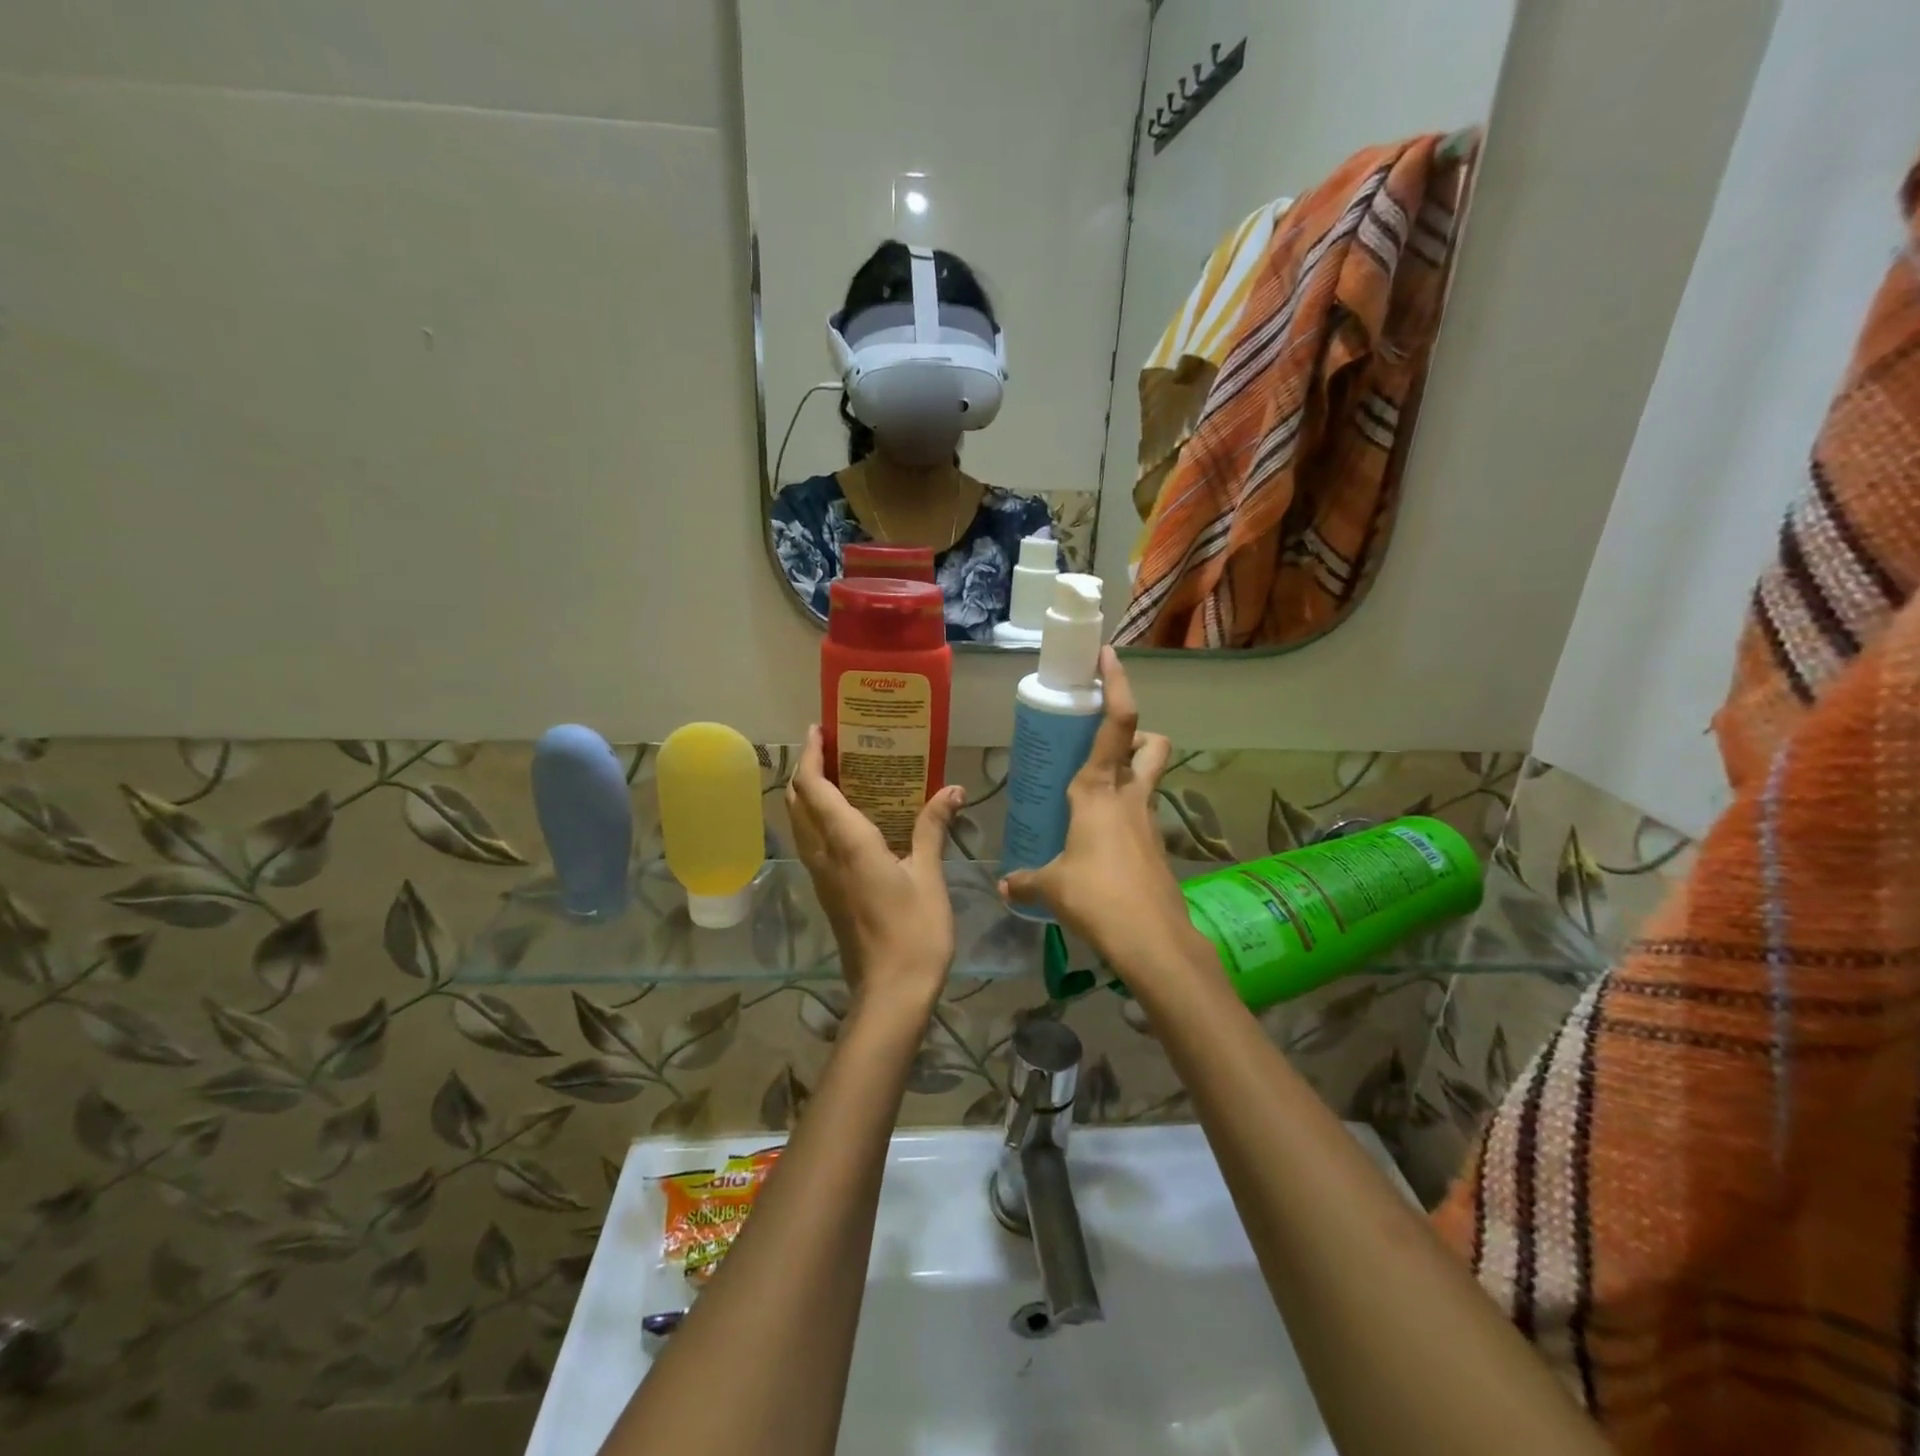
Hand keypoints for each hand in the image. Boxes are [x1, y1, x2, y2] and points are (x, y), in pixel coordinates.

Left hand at [786, 725, 963, 1010]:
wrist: (890, 992)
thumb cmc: (913, 932)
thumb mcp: (928, 876)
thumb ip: (932, 828)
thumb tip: (951, 790)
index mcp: (847, 843)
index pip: (813, 788)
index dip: (810, 755)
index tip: (820, 729)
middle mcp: (824, 855)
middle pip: (797, 802)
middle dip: (806, 769)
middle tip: (834, 747)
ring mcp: (821, 876)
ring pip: (800, 824)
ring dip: (809, 794)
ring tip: (840, 774)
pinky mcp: (827, 892)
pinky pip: (812, 843)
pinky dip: (819, 818)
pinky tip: (851, 818)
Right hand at [998, 649, 1215, 991]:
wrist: (1152, 940)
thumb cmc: (1096, 897)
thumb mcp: (1052, 886)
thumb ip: (1026, 880)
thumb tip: (1005, 884)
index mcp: (1099, 790)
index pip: (1117, 724)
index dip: (1116, 684)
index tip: (1108, 655)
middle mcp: (1130, 796)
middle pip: (1151, 744)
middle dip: (1138, 733)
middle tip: (1107, 745)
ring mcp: (1149, 821)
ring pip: (1151, 778)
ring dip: (1133, 773)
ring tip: (1096, 795)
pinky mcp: (1157, 848)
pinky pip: (1143, 816)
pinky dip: (1127, 816)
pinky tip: (1102, 844)